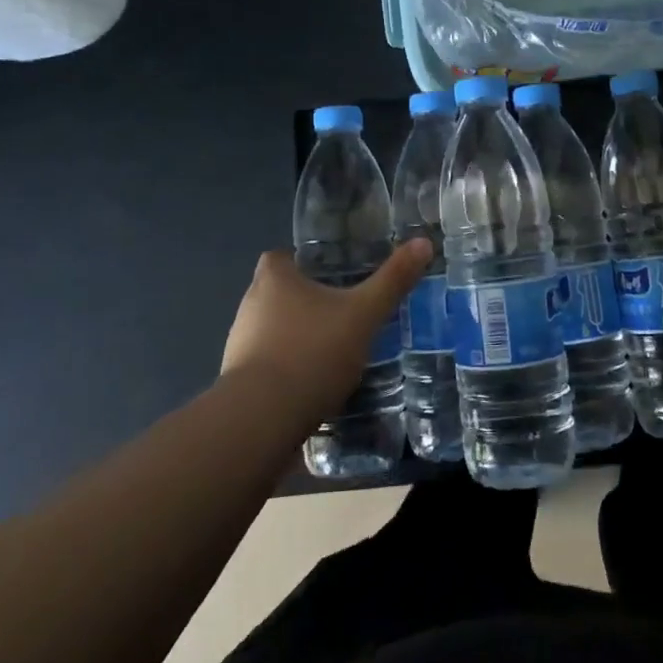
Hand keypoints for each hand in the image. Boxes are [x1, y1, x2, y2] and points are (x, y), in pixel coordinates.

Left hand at [221, 241, 430, 419]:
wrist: (262, 420)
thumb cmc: (312, 352)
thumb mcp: (363, 314)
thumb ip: (392, 280)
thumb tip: (424, 242)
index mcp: (273, 279)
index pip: (280, 257)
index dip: (302, 262)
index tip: (330, 272)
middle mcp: (249, 305)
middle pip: (276, 293)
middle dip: (305, 300)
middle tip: (341, 310)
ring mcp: (238, 346)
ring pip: (271, 330)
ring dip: (296, 336)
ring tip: (332, 348)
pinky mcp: (238, 383)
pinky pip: (267, 365)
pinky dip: (288, 369)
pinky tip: (314, 383)